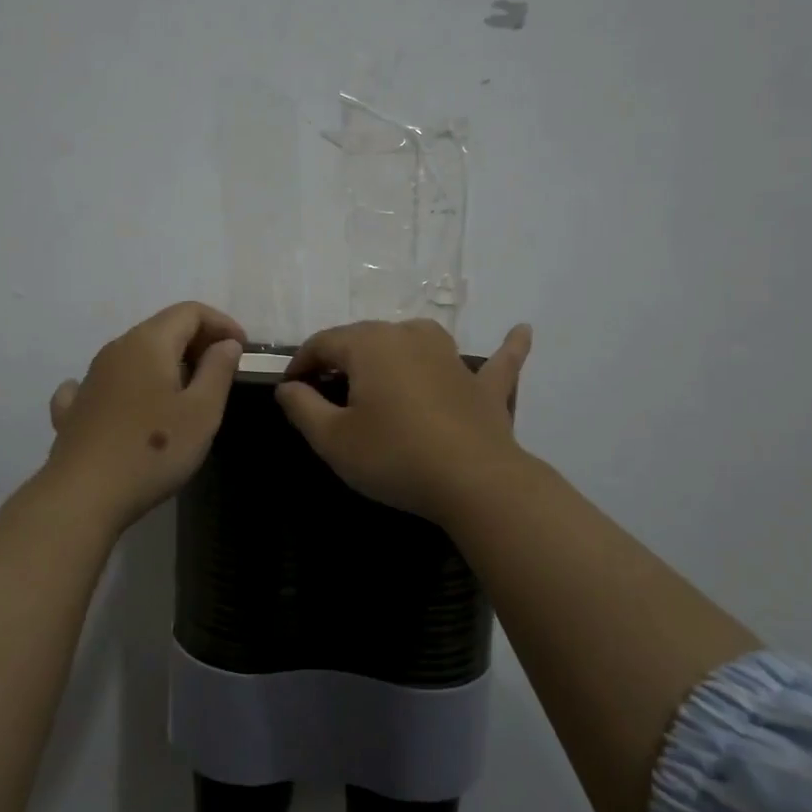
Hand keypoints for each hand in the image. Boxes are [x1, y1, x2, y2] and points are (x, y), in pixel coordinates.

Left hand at [44, 301, 246, 530]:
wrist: (83, 495)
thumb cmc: (153, 450)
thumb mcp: (202, 411)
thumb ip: (218, 370)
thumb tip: (225, 343)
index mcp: (149, 342)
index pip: (190, 311)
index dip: (221, 323)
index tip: (243, 350)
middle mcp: (116, 349)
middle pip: (162, 329)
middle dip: (197, 342)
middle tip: (222, 373)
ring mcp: (90, 378)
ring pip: (135, 355)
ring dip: (166, 364)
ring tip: (187, 394)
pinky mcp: (75, 409)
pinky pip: (105, 384)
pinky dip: (127, 386)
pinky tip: (128, 405)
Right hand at [275, 318, 532, 523]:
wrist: (475, 481)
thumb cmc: (394, 456)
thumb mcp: (332, 439)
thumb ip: (302, 407)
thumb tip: (289, 387)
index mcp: (370, 344)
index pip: (323, 343)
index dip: (301, 364)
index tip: (289, 389)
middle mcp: (410, 336)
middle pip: (364, 339)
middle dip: (340, 360)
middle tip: (325, 394)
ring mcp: (452, 356)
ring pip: (415, 341)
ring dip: (394, 352)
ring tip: (379, 374)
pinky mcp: (484, 384)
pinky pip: (496, 361)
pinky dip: (505, 348)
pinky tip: (522, 330)